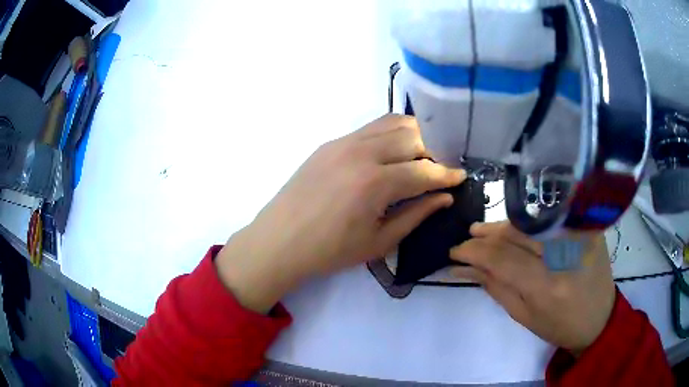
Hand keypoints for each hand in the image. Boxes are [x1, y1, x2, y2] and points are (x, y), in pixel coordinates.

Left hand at [217, 114, 465, 312]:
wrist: (280, 240)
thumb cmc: (329, 251)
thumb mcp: (379, 242)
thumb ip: (416, 215)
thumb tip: (443, 197)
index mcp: (375, 184)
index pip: (424, 171)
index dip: (447, 174)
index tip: (461, 176)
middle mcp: (361, 153)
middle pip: (412, 136)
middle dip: (435, 149)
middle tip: (442, 166)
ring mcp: (343, 142)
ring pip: (392, 123)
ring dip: (415, 134)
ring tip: (424, 153)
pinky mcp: (331, 142)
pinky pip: (371, 127)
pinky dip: (391, 133)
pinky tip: (395, 150)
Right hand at [450, 222, 614, 353]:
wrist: (600, 317)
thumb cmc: (560, 326)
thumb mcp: (524, 316)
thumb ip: (496, 287)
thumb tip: (465, 267)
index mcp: (547, 286)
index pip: (502, 259)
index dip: (474, 252)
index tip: (455, 252)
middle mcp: (564, 255)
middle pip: (515, 234)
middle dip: (486, 236)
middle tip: (468, 239)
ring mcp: (579, 235)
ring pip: (531, 222)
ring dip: (503, 226)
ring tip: (483, 231)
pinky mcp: (587, 226)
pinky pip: (549, 218)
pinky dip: (526, 223)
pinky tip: (513, 227)